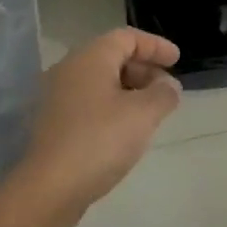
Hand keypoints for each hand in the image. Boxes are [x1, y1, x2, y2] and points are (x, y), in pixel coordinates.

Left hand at [20, 28, 181, 226]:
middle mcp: (70, 68)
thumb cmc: (99, 140)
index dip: (155, 46)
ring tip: (151, 112)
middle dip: (144, 69)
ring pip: (100, 81)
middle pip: (113, 56)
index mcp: (91, 57)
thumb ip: (163, 94)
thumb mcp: (143, 115)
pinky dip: (112, 106)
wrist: (48, 188)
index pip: (127, 37)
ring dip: (129, 90)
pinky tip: (125, 130)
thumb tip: (169, 86)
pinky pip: (89, 101)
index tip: (177, 60)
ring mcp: (57, 96)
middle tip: (167, 90)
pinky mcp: (53, 122)